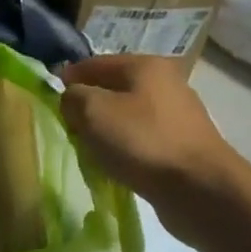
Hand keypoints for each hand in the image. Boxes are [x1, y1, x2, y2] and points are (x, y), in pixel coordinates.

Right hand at [60, 55, 239, 205]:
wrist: (200, 188)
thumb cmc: (142, 141)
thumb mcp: (93, 112)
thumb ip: (73, 97)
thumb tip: (72, 98)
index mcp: (144, 65)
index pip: (94, 63)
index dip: (68, 78)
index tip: (49, 99)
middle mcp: (165, 83)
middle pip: (113, 89)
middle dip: (88, 106)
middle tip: (69, 128)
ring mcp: (177, 115)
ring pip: (127, 115)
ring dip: (106, 129)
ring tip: (90, 150)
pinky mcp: (183, 144)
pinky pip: (142, 139)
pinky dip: (125, 148)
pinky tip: (116, 164)